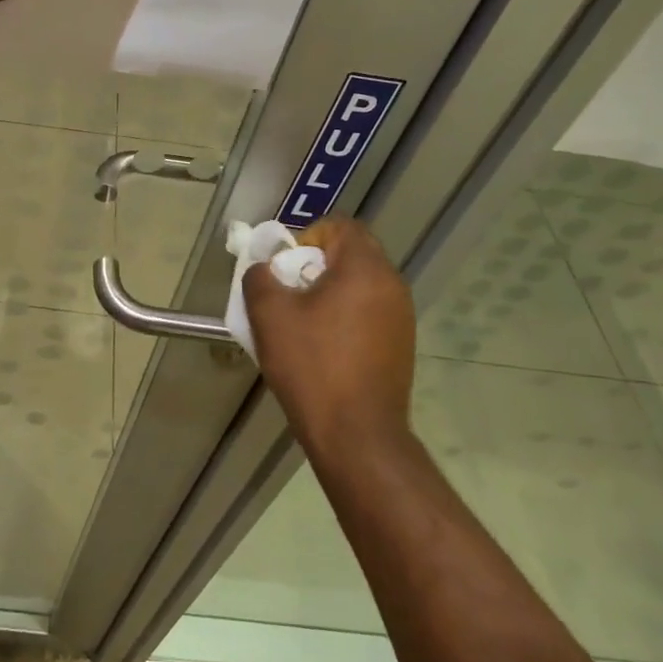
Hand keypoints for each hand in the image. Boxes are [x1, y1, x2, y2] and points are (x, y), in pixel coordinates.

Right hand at [244, 218, 418, 455]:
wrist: (356, 435)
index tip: (287, 269)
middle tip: (289, 295)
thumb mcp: (269, 315)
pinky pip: (369, 313)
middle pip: (352, 254)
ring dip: (329, 294)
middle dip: (315, 267)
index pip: (341, 226)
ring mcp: (402, 317)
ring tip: (302, 325)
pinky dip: (344, 318)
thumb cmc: (312, 366)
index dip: (308, 237)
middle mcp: (392, 285)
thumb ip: (260, 277)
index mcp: (365, 269)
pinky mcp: (402, 345)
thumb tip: (266, 270)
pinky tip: (323, 349)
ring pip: (360, 286)